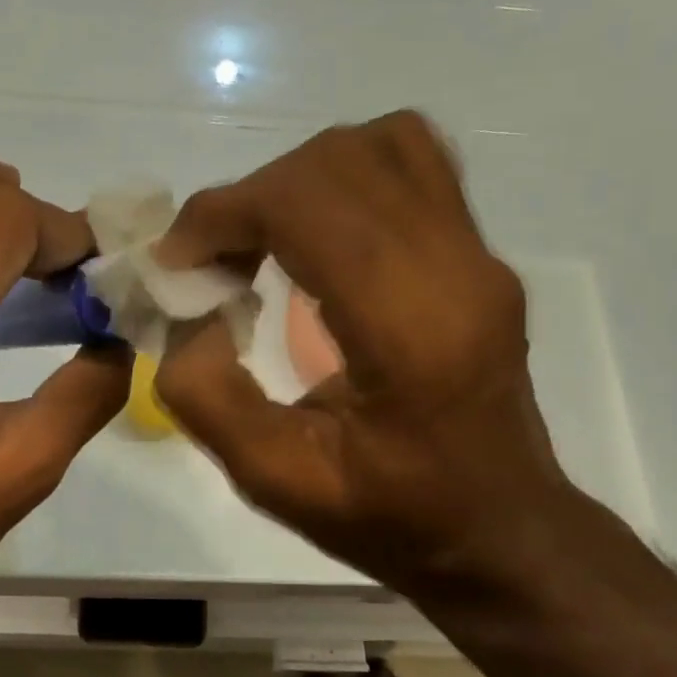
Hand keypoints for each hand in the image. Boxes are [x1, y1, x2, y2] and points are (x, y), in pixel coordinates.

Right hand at [154, 112, 568, 585]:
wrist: (499, 531)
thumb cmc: (391, 516)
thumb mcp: (274, 480)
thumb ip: (206, 395)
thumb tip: (189, 313)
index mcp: (407, 327)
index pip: (306, 205)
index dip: (223, 214)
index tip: (177, 263)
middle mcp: (454, 267)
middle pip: (335, 163)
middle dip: (249, 198)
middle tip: (212, 262)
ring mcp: (477, 252)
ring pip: (378, 144)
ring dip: (296, 179)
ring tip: (262, 240)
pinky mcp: (479, 251)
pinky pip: (411, 162)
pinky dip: (343, 175)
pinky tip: (316, 234)